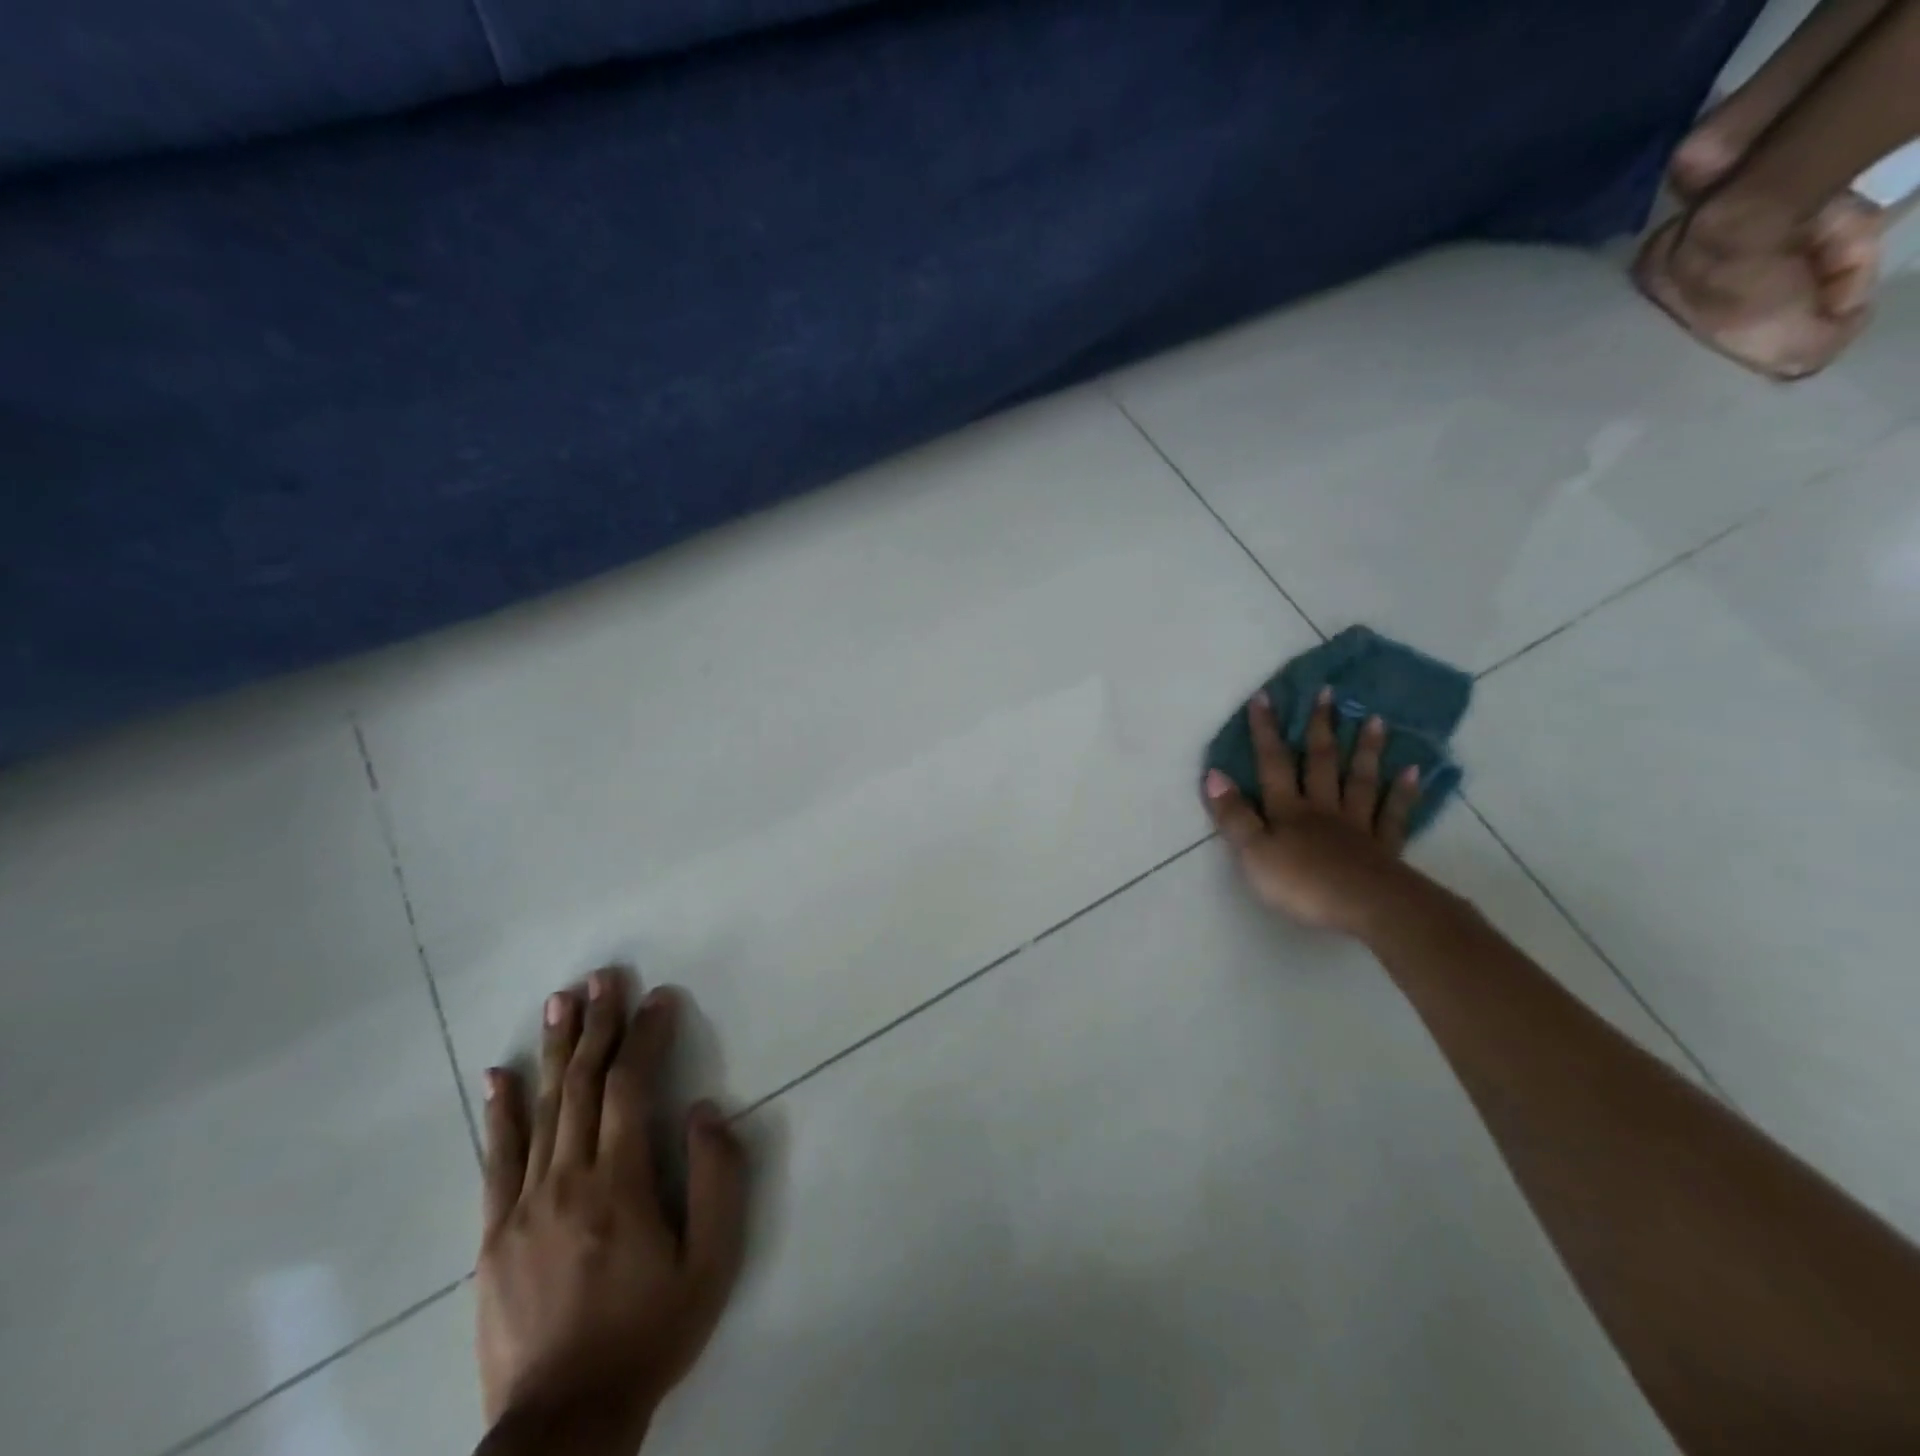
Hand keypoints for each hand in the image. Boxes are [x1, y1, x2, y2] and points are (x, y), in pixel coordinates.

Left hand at [476, 974, 747, 1445]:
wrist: (563, 1423)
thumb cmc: (650, 1333)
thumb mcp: (711, 1264)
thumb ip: (717, 1180)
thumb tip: (704, 1111)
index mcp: (619, 1184)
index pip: (631, 1086)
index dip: (646, 1035)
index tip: (659, 997)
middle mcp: (566, 1180)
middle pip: (582, 1084)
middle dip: (597, 1024)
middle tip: (604, 977)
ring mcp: (522, 1206)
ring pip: (541, 1109)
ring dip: (554, 1049)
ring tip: (561, 1001)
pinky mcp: (494, 1235)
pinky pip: (496, 1159)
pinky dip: (499, 1111)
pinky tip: (498, 1075)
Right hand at [1203, 689, 1420, 936]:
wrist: (1369, 908)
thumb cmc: (1303, 883)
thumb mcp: (1253, 853)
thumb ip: (1234, 815)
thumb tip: (1213, 774)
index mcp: (1288, 810)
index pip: (1273, 764)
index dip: (1266, 731)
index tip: (1265, 696)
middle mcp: (1323, 809)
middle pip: (1321, 763)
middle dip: (1320, 727)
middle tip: (1328, 693)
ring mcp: (1358, 826)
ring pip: (1360, 780)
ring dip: (1365, 749)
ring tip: (1375, 719)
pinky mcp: (1384, 848)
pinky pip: (1394, 813)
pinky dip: (1403, 791)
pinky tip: (1412, 771)